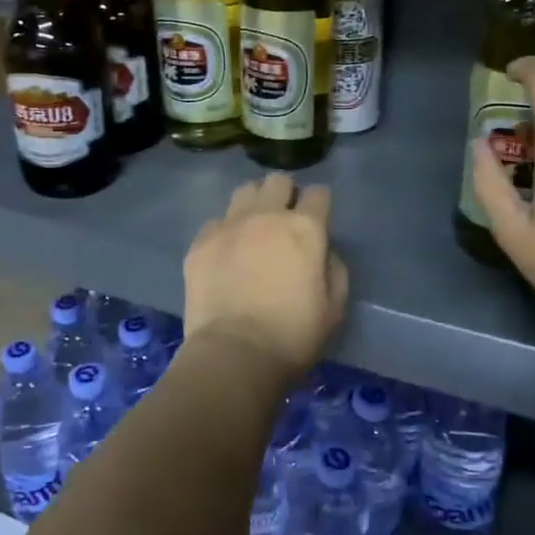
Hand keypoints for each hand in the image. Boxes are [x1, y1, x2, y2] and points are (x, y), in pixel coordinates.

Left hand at [183, 174, 348, 378]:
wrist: (235, 354)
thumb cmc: (293, 335)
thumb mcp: (334, 308)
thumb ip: (333, 268)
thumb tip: (323, 252)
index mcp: (304, 228)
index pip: (318, 194)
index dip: (320, 205)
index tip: (318, 221)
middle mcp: (266, 215)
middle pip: (278, 181)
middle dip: (285, 194)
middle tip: (284, 221)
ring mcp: (229, 225)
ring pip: (245, 191)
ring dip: (254, 204)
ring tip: (253, 228)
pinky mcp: (201, 241)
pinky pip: (216, 221)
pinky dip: (226, 231)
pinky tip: (226, 253)